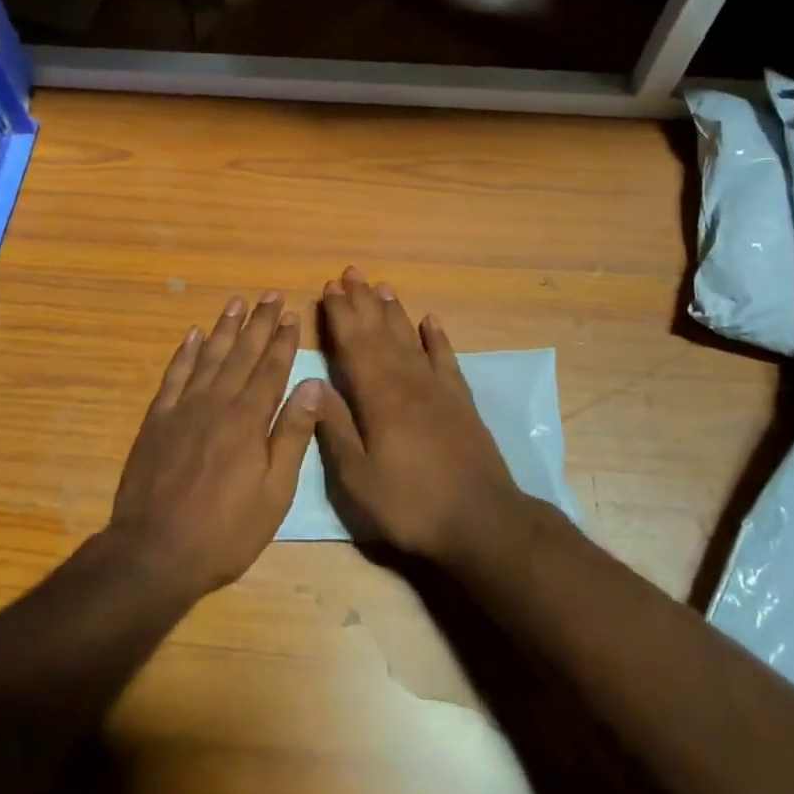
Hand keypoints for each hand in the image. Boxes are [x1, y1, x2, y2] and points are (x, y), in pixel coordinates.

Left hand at [109, 292, 318, 599]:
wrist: (154, 551)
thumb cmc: (225, 531)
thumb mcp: (274, 493)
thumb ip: (292, 435)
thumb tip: (313, 385)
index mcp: (248, 420)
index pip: (271, 369)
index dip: (282, 341)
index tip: (291, 314)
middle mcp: (217, 402)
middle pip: (242, 354)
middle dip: (258, 323)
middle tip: (270, 294)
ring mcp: (183, 408)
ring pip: (209, 356)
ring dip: (225, 328)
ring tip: (237, 302)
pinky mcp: (157, 419)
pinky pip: (174, 375)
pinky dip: (186, 352)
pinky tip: (194, 334)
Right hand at [306, 267, 522, 566]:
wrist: (482, 521)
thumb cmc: (411, 504)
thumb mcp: (359, 479)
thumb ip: (336, 429)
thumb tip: (311, 384)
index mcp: (378, 398)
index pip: (354, 345)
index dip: (340, 315)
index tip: (329, 288)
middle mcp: (407, 381)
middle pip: (380, 333)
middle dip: (363, 301)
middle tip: (351, 272)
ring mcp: (438, 388)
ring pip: (410, 338)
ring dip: (394, 311)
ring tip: (383, 286)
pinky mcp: (461, 400)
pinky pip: (446, 358)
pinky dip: (438, 338)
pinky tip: (431, 321)